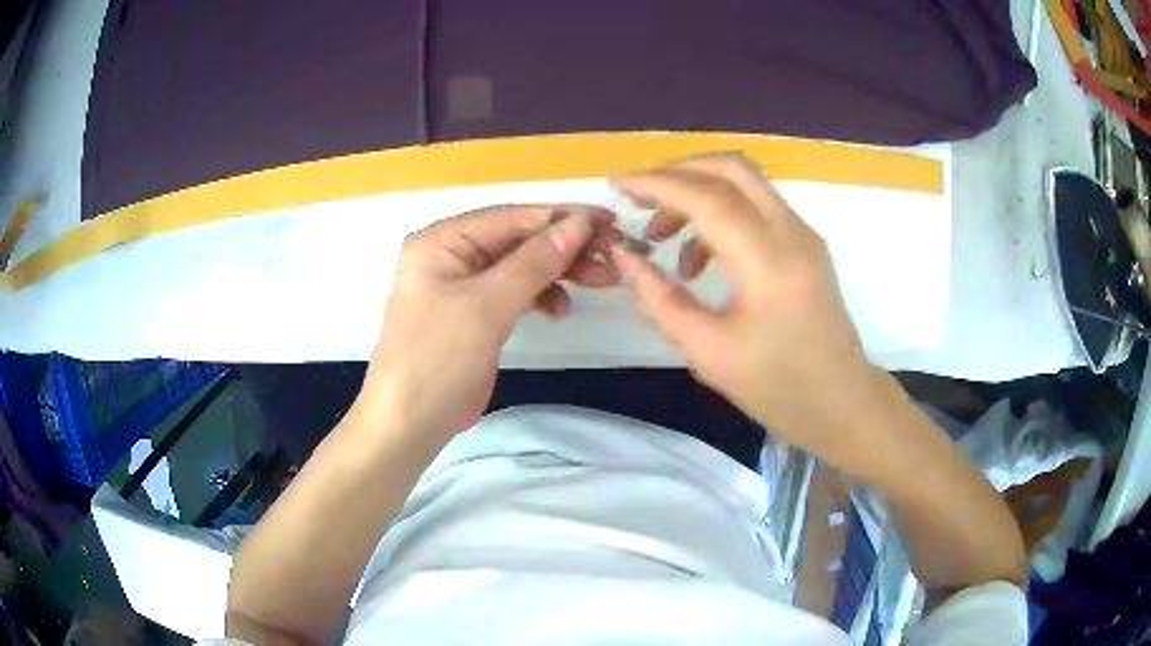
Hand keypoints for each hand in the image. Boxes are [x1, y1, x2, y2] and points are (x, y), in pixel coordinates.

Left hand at [361, 205, 620, 436]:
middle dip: (565, 247)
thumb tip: (578, 225)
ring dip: (559, 272)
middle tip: (612, 255)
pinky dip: (541, 296)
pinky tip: (560, 309)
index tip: (608, 221)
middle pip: (519, 240)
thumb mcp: (488, 305)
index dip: (562, 217)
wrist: (410, 422)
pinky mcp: (475, 313)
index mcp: (443, 239)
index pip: (511, 217)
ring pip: (522, 266)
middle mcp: (451, 254)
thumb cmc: (439, 357)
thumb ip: (534, 261)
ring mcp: (463, 285)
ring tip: (600, 281)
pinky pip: (515, 292)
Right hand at [611, 153, 886, 465]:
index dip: (656, 184)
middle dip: (678, 170)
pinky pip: (758, 207)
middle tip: (640, 195)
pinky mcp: (806, 244)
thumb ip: (660, 300)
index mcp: (768, 261)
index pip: (706, 196)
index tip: (616, 183)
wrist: (841, 402)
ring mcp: (803, 234)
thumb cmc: (778, 387)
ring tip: (662, 234)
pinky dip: (721, 213)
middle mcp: (791, 232)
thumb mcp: (708, 352)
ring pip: (746, 182)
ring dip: (699, 191)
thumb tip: (623, 256)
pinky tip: (699, 259)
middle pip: (731, 168)